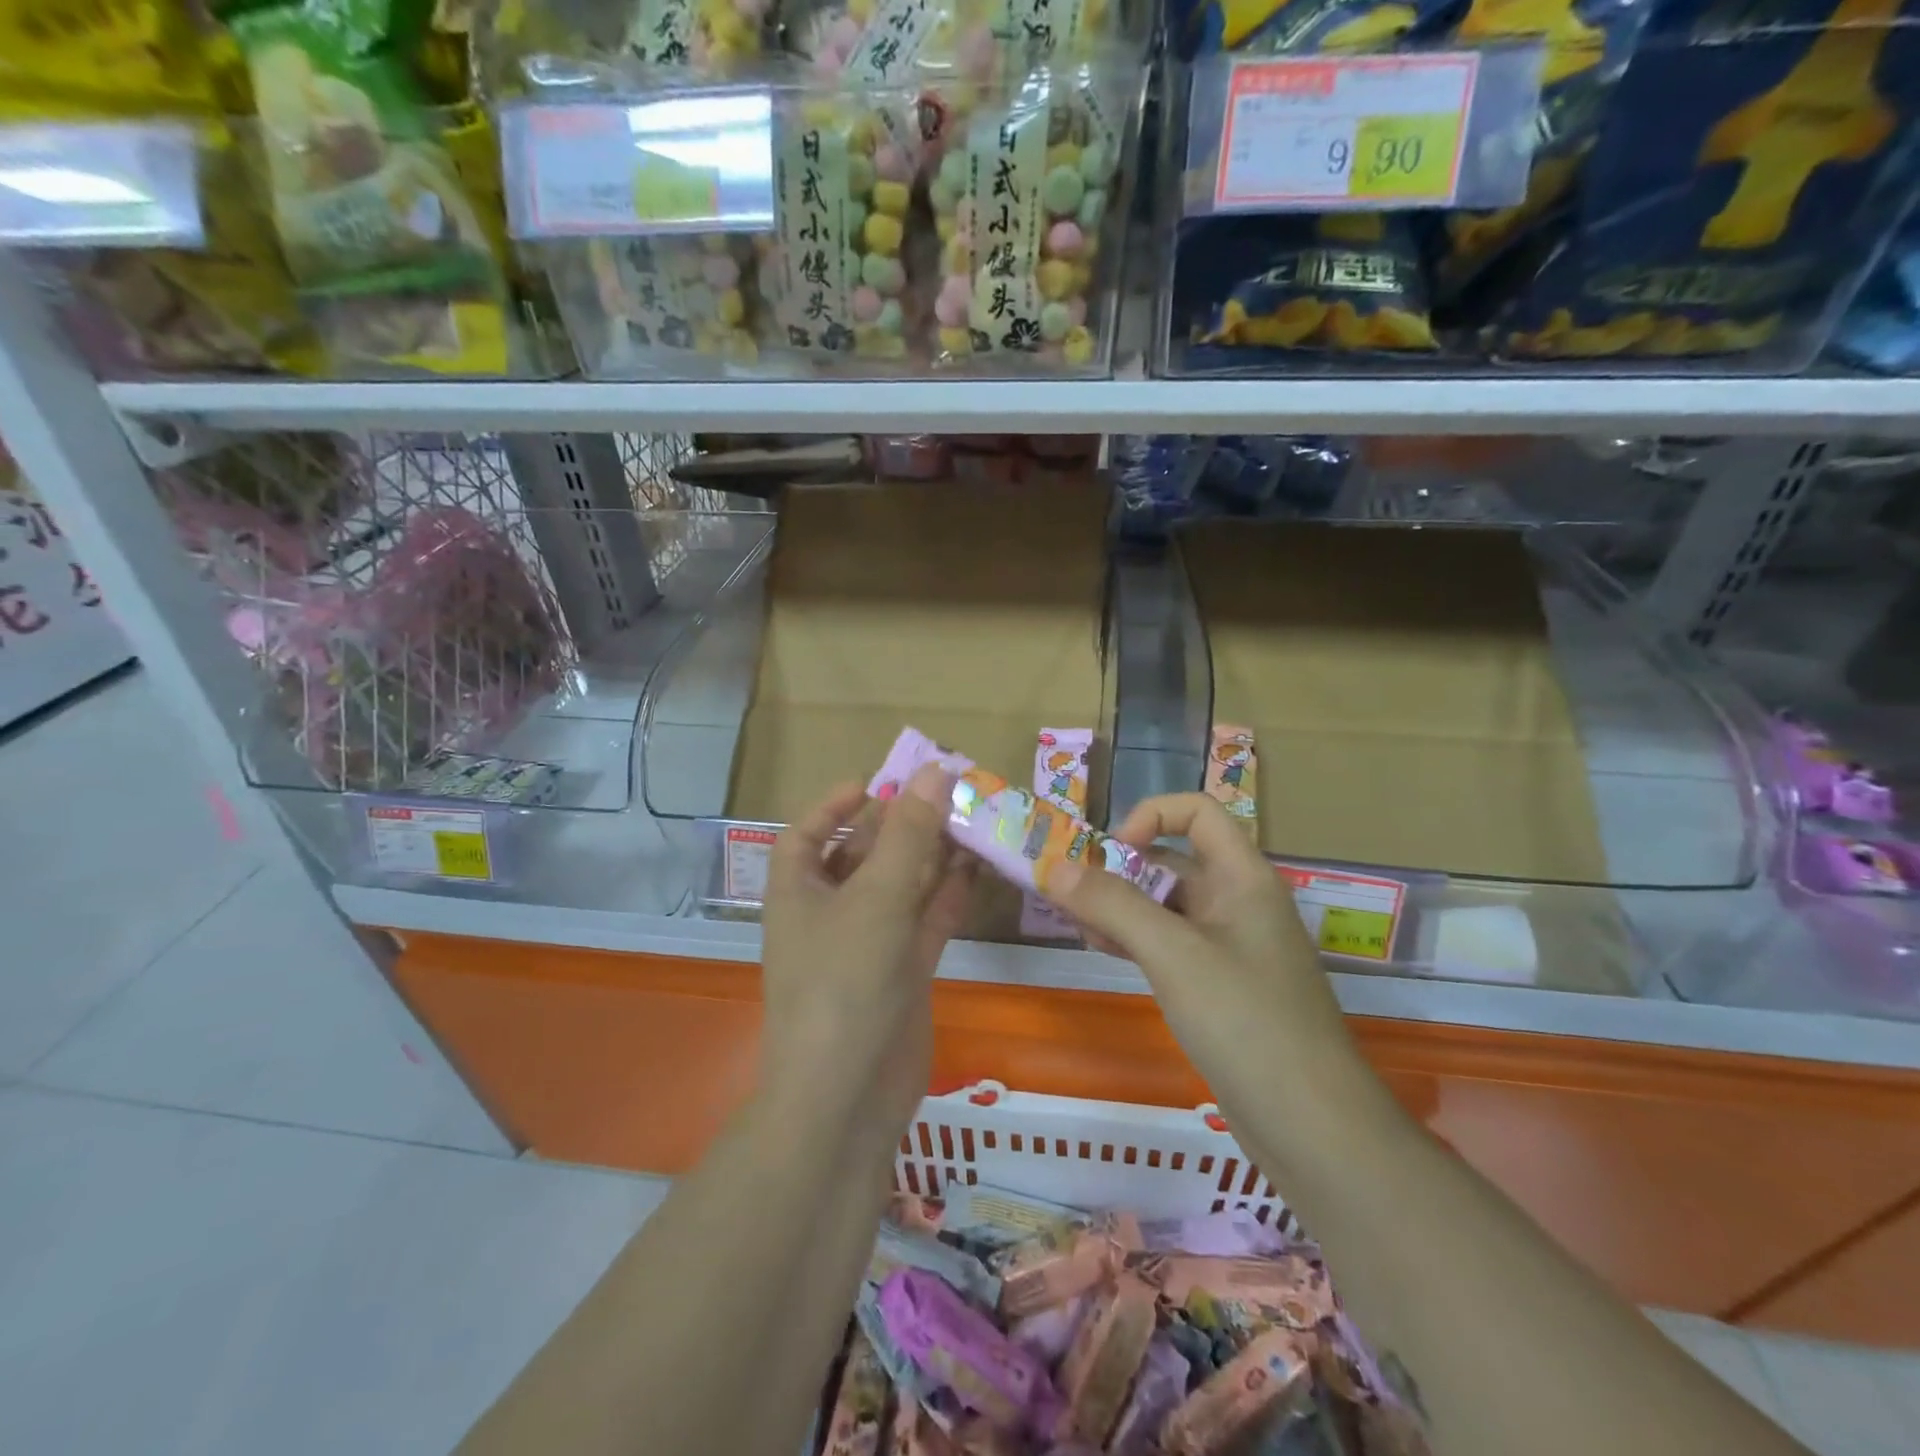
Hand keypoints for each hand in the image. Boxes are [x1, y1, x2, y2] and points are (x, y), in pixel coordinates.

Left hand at [759, 765, 975, 1132]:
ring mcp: (868, 945)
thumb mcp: (876, 898)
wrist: (848, 1098)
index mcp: (799, 893)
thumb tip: (935, 769)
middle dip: (899, 826)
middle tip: (945, 793)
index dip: (834, 806)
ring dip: (932, 857)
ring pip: (901, 887)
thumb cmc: (843, 983)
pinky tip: (977, 868)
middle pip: (862, 856)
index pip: (807, 836)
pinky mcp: (903, 973)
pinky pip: (926, 921)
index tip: (875, 782)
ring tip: (972, 820)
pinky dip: (948, 896)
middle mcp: (830, 914)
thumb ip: (909, 835)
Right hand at [1051, 793, 1365, 1121]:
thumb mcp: (1172, 954)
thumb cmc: (1246, 1022)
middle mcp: (1239, 902)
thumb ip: (1112, 905)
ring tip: (1080, 929)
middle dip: (1120, 870)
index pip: (1197, 811)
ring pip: (1167, 905)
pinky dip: (1136, 940)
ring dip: (1121, 907)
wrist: (1313, 1128)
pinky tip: (1105, 953)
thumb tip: (1053, 867)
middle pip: (1173, 859)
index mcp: (1243, 877)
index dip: (1149, 817)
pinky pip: (1171, 944)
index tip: (1109, 855)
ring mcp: (1231, 946)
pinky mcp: (1221, 986)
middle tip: (1071, 899)